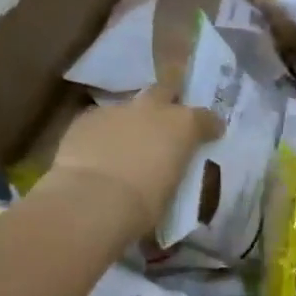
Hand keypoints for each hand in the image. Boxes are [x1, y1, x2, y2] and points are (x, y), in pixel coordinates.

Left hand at [43, 85, 222, 240]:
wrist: (93, 200)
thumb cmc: (144, 205)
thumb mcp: (171, 191)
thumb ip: (171, 171)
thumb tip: (164, 174)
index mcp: (182, 126)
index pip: (205, 117)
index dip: (208, 125)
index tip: (210, 134)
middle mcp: (151, 108)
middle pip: (165, 90)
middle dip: (167, 101)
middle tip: (165, 121)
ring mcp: (116, 110)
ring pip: (128, 108)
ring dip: (130, 122)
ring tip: (125, 145)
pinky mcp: (85, 118)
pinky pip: (99, 122)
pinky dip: (103, 134)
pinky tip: (97, 153)